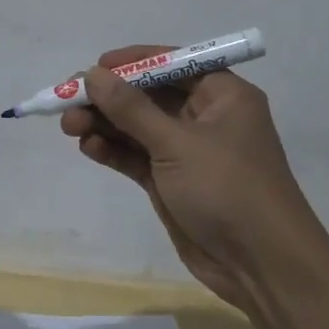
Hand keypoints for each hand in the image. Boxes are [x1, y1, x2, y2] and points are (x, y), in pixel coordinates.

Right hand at [61, 46, 324, 307]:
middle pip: (148, 95)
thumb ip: (131, 109)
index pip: (172, 64)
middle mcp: (205, 117)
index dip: (132, 63)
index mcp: (222, 95)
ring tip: (70, 127)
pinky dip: (113, 150)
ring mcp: (187, 152)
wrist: (260, 265)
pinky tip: (89, 148)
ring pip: (137, 127)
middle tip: (68, 101)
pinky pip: (136, 156)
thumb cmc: (227, 188)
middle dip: (109, 98)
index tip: (94, 68)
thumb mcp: (176, 143)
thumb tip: (92, 75)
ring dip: (104, 124)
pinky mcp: (171, 182)